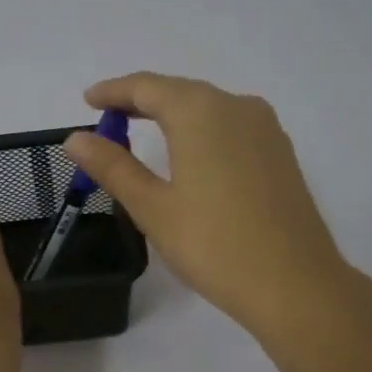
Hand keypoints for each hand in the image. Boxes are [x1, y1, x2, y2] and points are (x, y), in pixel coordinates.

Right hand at [63, 73, 352, 339]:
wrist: (295, 284)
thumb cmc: (214, 244)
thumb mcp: (153, 207)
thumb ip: (113, 166)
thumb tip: (76, 138)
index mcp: (201, 112)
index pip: (147, 87)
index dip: (113, 91)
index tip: (88, 100)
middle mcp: (237, 107)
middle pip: (180, 92)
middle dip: (142, 102)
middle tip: (109, 120)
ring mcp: (266, 129)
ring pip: (209, 109)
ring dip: (173, 115)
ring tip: (144, 134)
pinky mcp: (281, 154)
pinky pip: (231, 128)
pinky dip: (202, 132)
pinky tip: (192, 155)